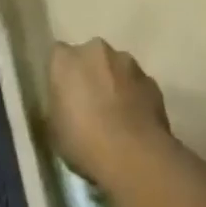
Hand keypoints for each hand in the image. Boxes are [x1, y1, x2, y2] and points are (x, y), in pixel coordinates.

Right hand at [48, 38, 171, 189]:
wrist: (135, 156)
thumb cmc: (84, 143)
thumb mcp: (54, 130)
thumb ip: (57, 106)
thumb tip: (64, 104)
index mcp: (66, 59)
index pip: (57, 56)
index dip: (61, 75)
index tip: (63, 96)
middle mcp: (96, 50)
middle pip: (90, 57)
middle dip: (90, 74)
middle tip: (89, 105)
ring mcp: (128, 63)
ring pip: (116, 68)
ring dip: (114, 84)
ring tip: (115, 117)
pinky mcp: (151, 81)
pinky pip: (137, 85)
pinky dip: (134, 98)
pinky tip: (134, 124)